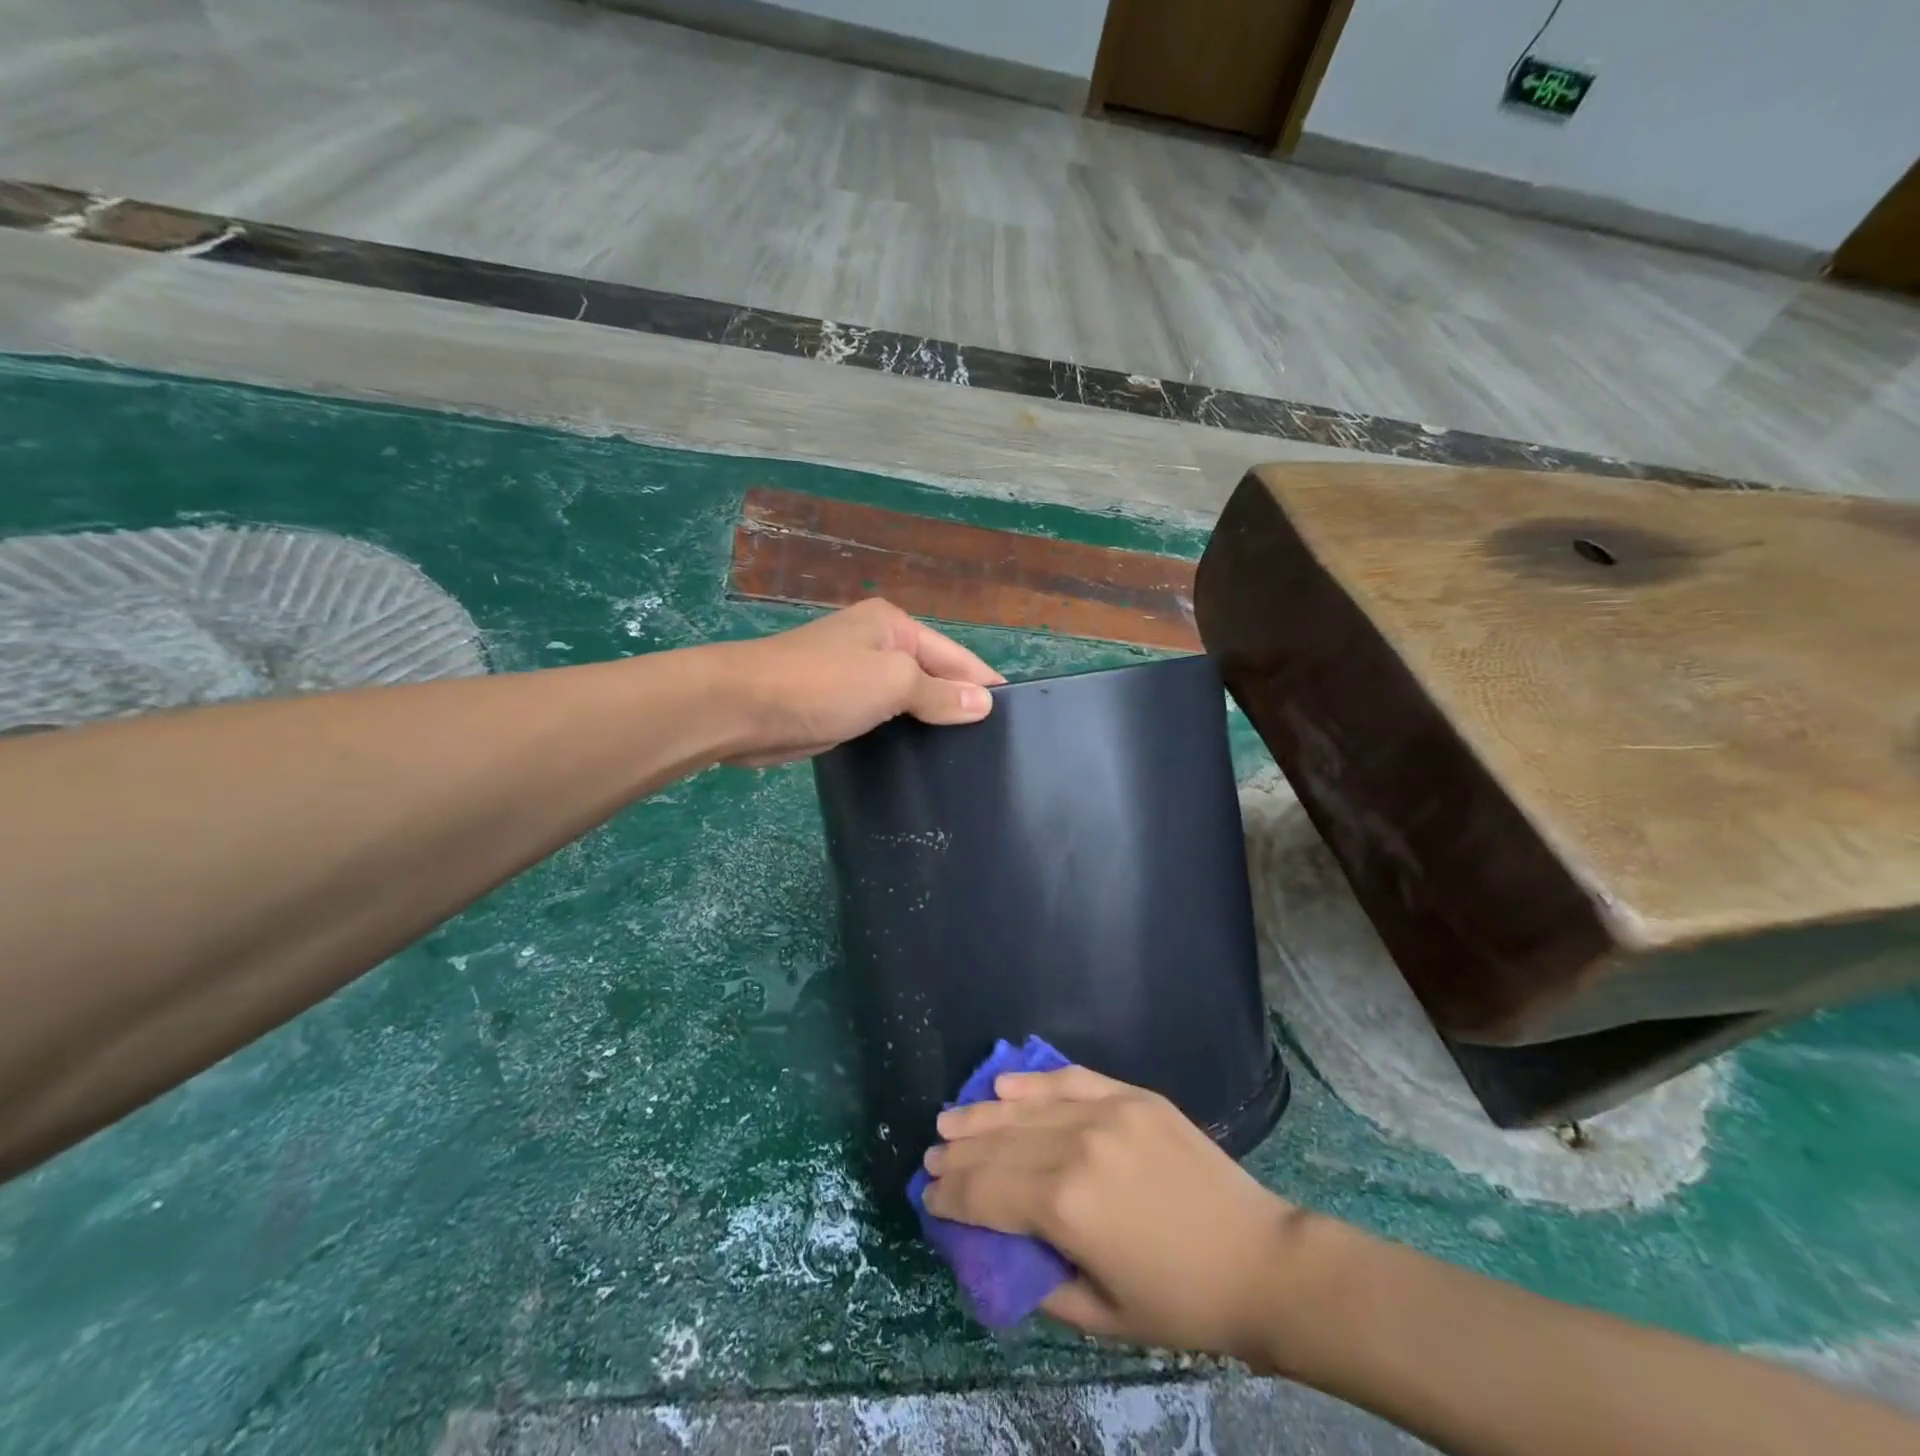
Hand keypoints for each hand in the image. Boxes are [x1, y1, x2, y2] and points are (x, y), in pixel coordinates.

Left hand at [716, 599, 1003, 766]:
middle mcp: (876, 645)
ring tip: (965, 759)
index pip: (955, 655)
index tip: (1014, 720)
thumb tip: (982, 703)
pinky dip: (901, 734)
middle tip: (992, 749)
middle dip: (957, 705)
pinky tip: (921, 760)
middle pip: (932, 676)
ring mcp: (854, 676)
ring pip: (907, 700)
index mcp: (893, 625)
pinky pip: (883, 718)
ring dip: (929, 723)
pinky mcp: (836, 707)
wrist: (742, 709)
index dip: (983, 685)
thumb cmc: (822, 685)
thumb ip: (938, 693)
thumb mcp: (891, 682)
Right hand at [921, 1067, 1309, 1362]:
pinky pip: (1070, 1081)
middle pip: (998, 1145)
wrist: (1260, 1261)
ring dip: (982, 1115)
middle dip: (957, 1154)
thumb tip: (999, 1250)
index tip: (927, 1196)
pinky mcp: (1133, 1095)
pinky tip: (1004, 1085)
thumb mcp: (1100, 1316)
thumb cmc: (1180, 1303)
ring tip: (949, 1119)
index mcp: (1065, 1206)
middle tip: (930, 1157)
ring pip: (1026, 1108)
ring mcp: (1107, 1112)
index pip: (986, 1192)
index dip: (950, 1195)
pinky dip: (1033, 1082)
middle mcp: (1077, 1147)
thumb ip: (1039, 1280)